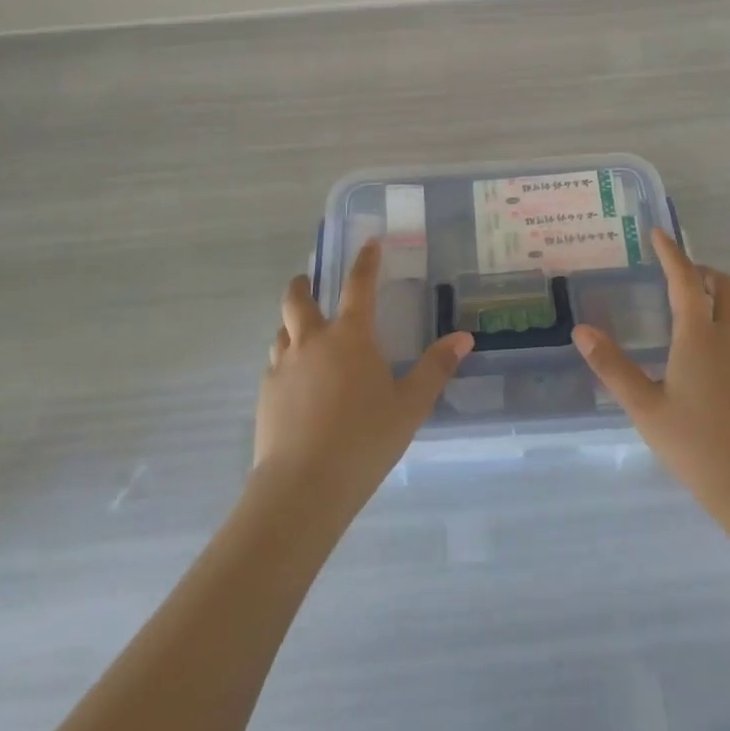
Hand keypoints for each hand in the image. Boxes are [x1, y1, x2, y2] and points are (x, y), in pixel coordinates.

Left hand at [253, 242, 473, 519]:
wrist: (302, 488)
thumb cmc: (363, 440)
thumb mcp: (410, 406)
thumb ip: (435, 369)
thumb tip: (464, 337)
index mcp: (350, 336)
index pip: (359, 285)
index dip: (365, 261)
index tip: (369, 243)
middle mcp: (312, 340)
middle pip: (298, 298)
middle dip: (303, 284)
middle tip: (309, 283)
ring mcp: (283, 366)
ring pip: (281, 330)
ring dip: (292, 325)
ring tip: (303, 335)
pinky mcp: (266, 394)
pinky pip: (274, 364)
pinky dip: (284, 360)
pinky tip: (296, 383)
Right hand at [574, 228, 729, 541]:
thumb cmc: (697, 446)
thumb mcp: (645, 408)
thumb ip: (612, 367)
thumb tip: (582, 330)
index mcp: (700, 337)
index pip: (685, 280)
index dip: (672, 254)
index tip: (659, 234)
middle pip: (728, 288)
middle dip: (706, 272)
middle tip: (681, 275)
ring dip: (718, 300)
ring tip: (689, 315)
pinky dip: (726, 329)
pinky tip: (706, 360)